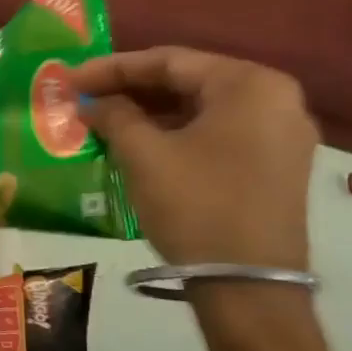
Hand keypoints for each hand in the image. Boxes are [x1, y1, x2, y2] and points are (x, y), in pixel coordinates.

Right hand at [73, 48, 318, 269]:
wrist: (248, 288)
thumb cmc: (196, 206)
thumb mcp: (144, 155)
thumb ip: (114, 115)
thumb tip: (92, 103)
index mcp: (250, 84)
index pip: (169, 61)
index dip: (112, 68)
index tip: (70, 79)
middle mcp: (275, 99)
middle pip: (188, 81)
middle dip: (131, 89)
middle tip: (84, 97)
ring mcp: (281, 134)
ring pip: (201, 108)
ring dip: (150, 112)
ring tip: (103, 119)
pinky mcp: (275, 165)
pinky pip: (216, 132)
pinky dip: (175, 133)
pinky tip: (137, 140)